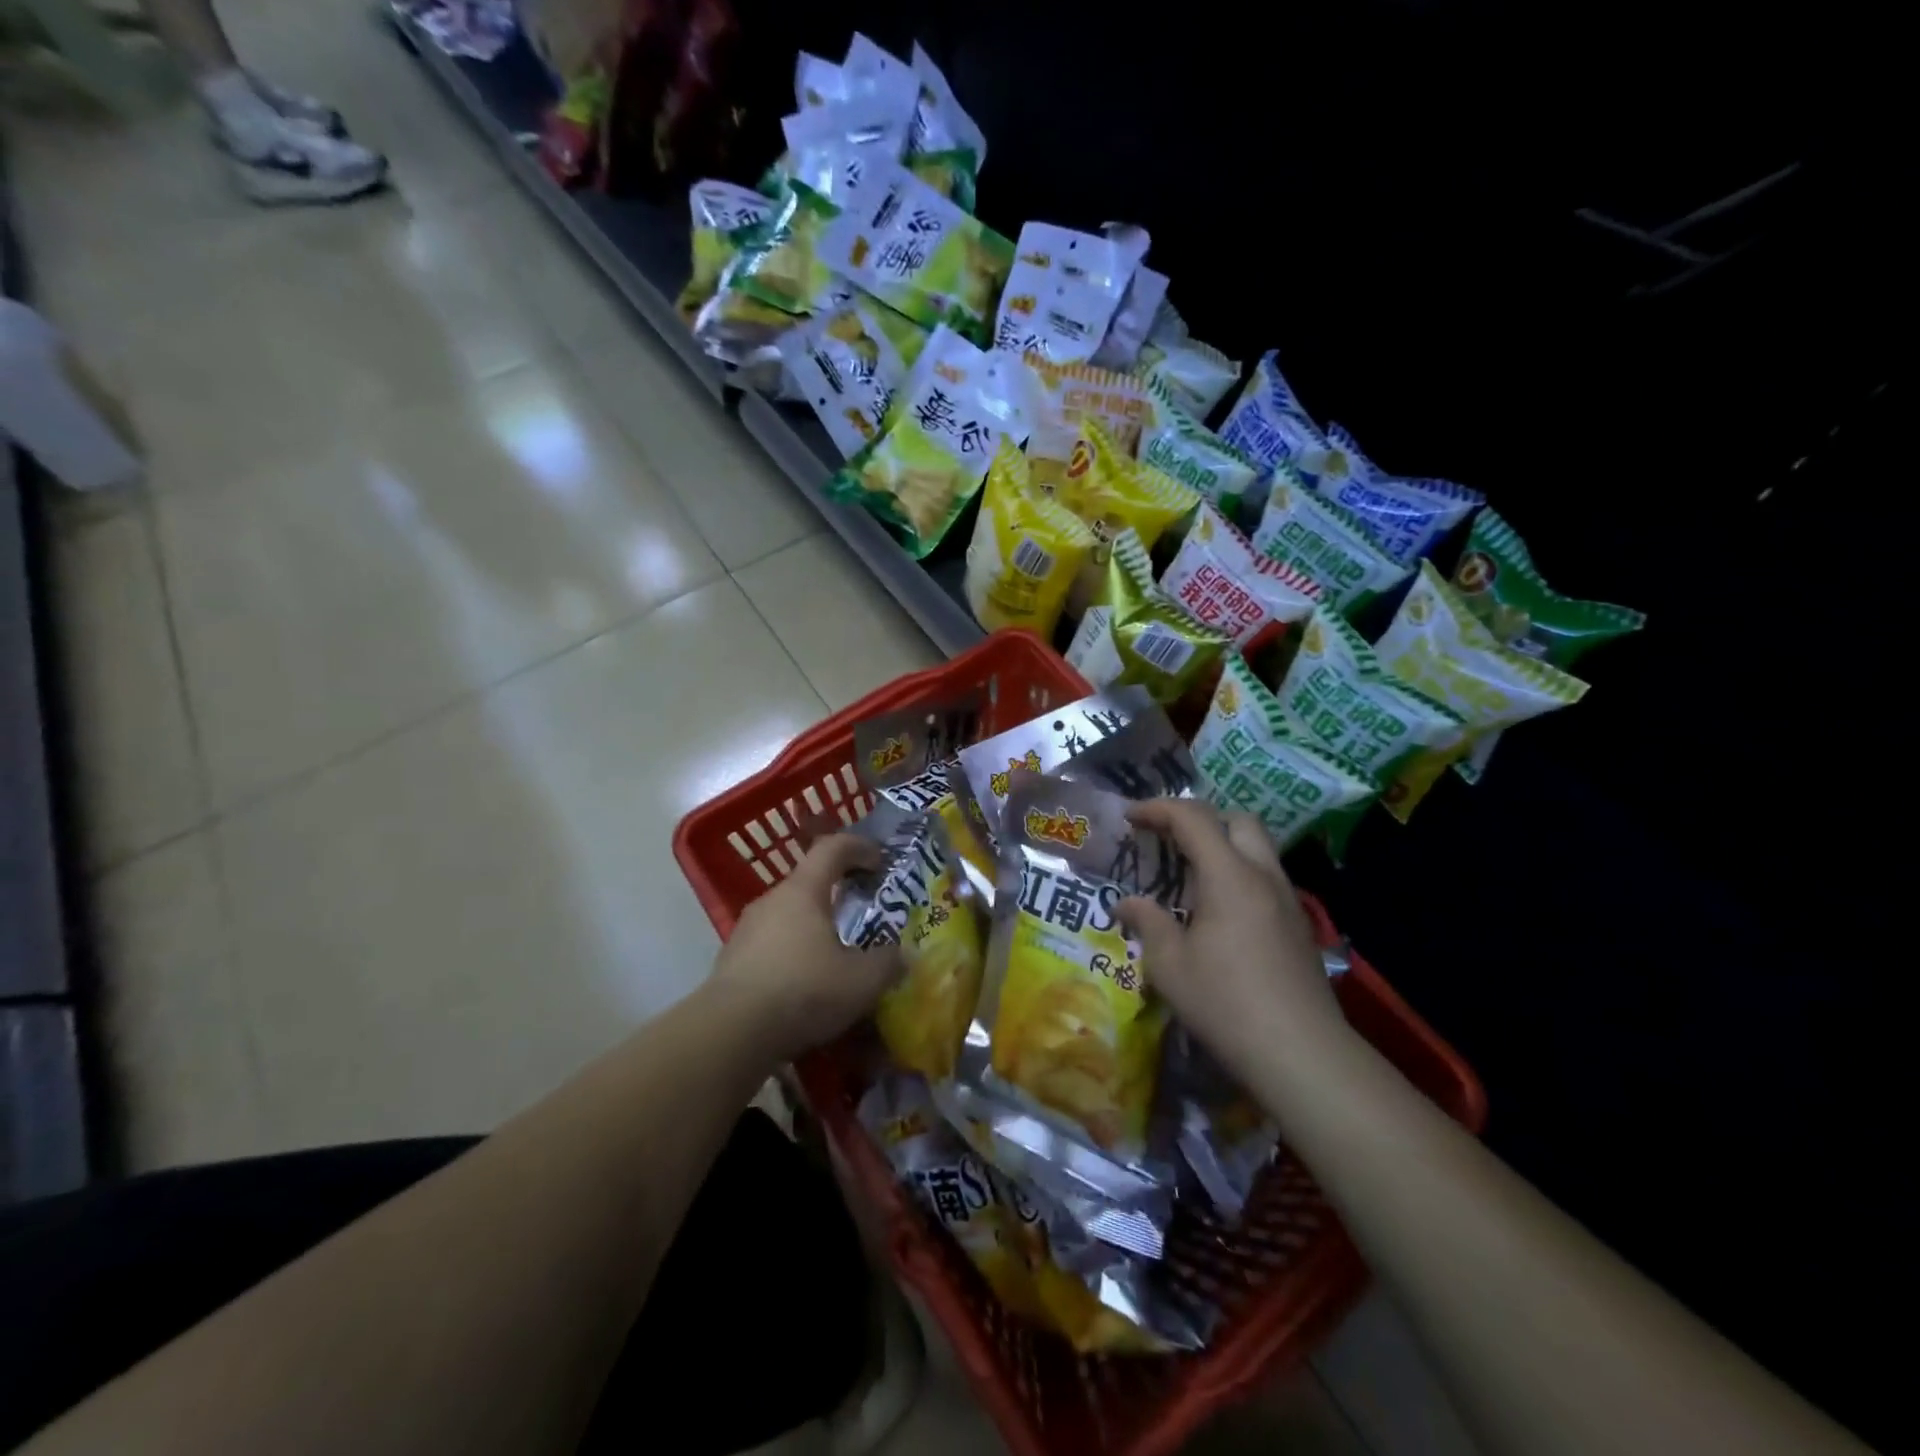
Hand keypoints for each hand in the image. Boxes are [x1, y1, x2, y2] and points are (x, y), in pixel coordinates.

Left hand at [709, 834, 903, 1063]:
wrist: (729, 1033)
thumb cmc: (803, 990)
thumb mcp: (862, 981)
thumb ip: (888, 963)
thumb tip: (903, 956)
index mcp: (803, 891)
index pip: (832, 848)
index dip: (859, 848)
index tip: (880, 861)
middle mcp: (772, 901)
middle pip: (809, 884)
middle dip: (838, 894)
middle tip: (862, 915)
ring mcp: (746, 931)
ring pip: (789, 917)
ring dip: (814, 929)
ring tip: (835, 957)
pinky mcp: (731, 962)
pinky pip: (771, 947)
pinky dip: (793, 956)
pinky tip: (805, 987)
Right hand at [1116, 799, 1350, 1089]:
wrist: (1301, 1053)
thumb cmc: (1226, 1003)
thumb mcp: (1170, 965)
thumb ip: (1147, 923)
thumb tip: (1125, 903)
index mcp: (1229, 876)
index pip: (1192, 818)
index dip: (1157, 809)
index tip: (1130, 818)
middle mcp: (1263, 875)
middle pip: (1236, 820)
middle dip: (1199, 819)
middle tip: (1168, 841)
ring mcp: (1287, 899)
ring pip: (1257, 848)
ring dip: (1222, 847)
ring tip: (1189, 876)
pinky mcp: (1298, 925)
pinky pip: (1266, 877)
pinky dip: (1238, 874)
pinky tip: (1219, 912)